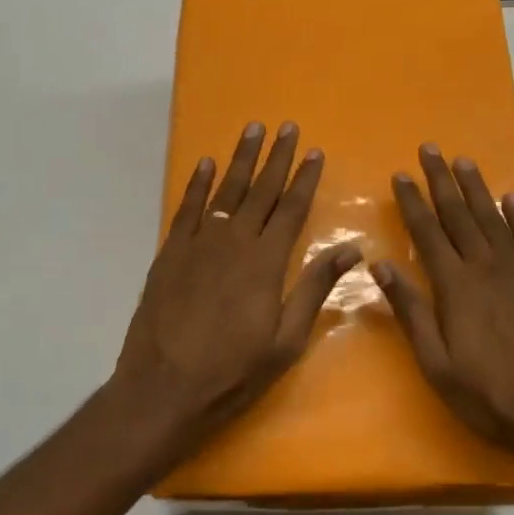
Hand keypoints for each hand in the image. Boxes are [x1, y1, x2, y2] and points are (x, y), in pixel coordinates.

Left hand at [112, 121, 359, 455]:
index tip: (314, 151)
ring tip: (252, 130)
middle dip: (276, 156)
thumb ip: (314, 288)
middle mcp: (233, 241)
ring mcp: (198, 243)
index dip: (304, 178)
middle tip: (286, 126)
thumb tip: (351, 249)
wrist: (162, 388)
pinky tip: (206, 164)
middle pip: (260, 190)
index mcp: (266, 262)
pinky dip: (197, 183)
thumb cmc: (232, 372)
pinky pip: (187, 207)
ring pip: (225, 190)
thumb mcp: (286, 340)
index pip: (291, 209)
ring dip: (241, 159)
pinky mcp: (170, 252)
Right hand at [371, 144, 513, 478]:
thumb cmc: (490, 395)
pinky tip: (510, 199)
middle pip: (459, 214)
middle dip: (441, 180)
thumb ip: (410, 311)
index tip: (401, 175)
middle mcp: (486, 268)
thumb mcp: (437, 363)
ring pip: (493, 218)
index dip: (413, 202)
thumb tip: (379, 265)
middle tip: (430, 148)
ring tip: (464, 161)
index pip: (427, 233)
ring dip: (476, 188)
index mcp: (455, 287)